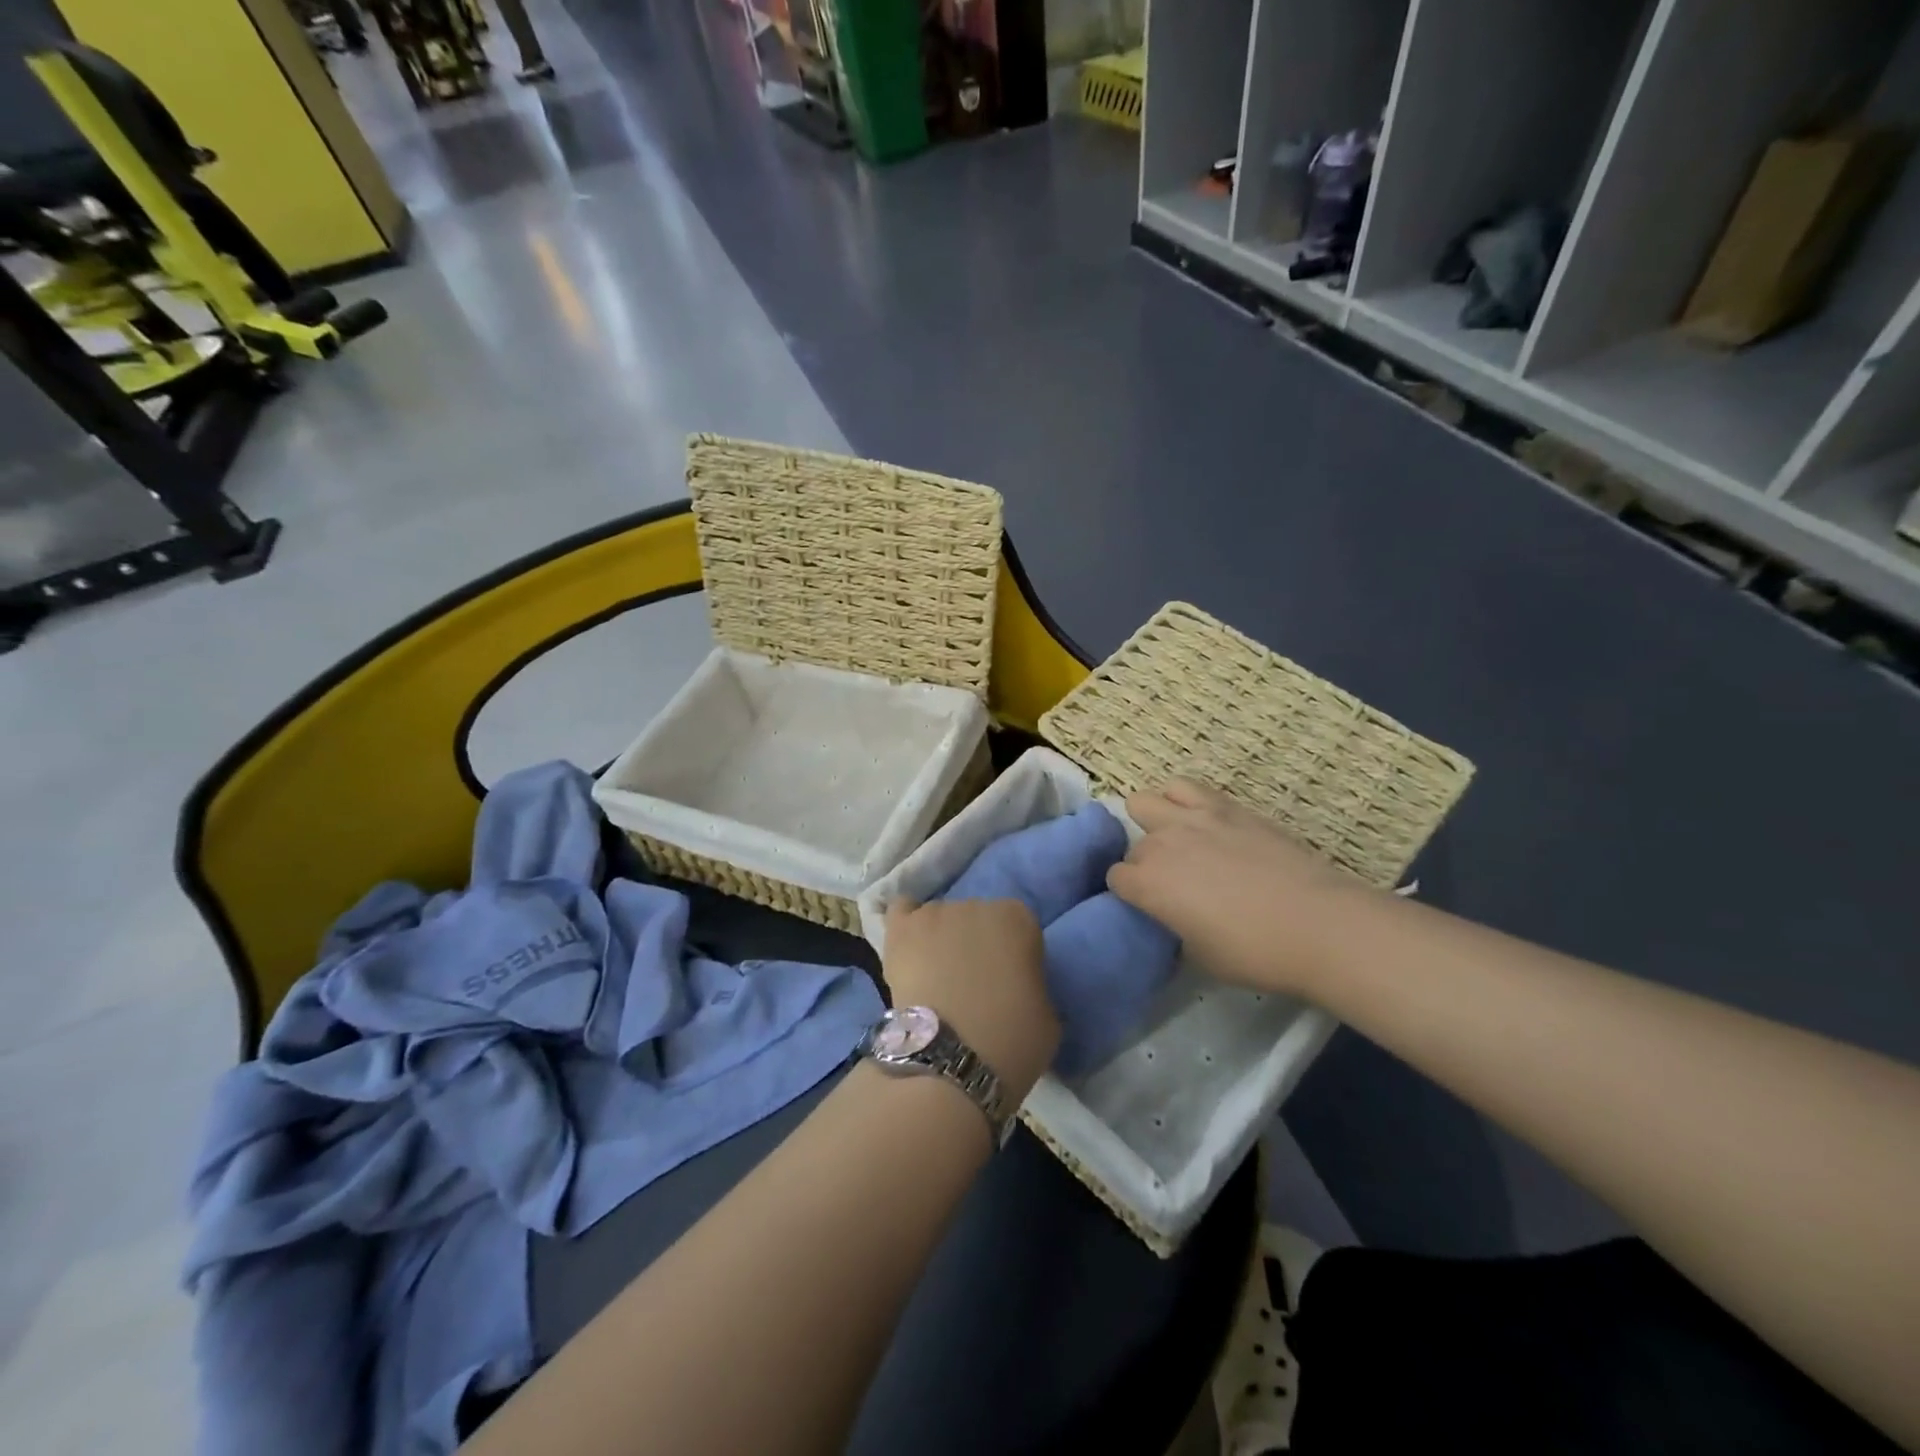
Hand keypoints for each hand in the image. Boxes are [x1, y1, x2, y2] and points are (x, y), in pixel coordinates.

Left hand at [882, 899, 1057, 1103]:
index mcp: (1019, 919)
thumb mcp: (1048, 1017)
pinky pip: (902, 911)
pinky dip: (906, 927)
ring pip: (940, 918)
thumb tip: (1019, 986)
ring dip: (940, 939)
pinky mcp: (901, 929)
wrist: (950, 1061)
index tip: (1009, 984)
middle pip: (977, 918)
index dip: (1014, 956)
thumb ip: (1034, 984)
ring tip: (934, 978)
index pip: (1019, 928)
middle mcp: (978, 904)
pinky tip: (909, 950)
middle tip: (971, 984)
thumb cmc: (1011, 1041)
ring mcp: (935, 913)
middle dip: (975, 944)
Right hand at [1106, 779, 1374, 997]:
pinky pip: (1184, 787)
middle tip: (1171, 885)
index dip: (1130, 894)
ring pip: (1145, 802)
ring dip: (1152, 823)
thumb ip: (1173, 931)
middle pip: (1133, 847)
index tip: (1149, 908)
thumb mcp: (1200, 957)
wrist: (1319, 924)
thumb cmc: (1255, 952)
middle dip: (1144, 865)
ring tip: (1176, 843)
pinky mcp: (1225, 806)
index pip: (1115, 879)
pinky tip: (1198, 821)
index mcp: (1148, 884)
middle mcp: (1161, 844)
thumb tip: (1172, 923)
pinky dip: (1180, 800)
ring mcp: (1192, 818)